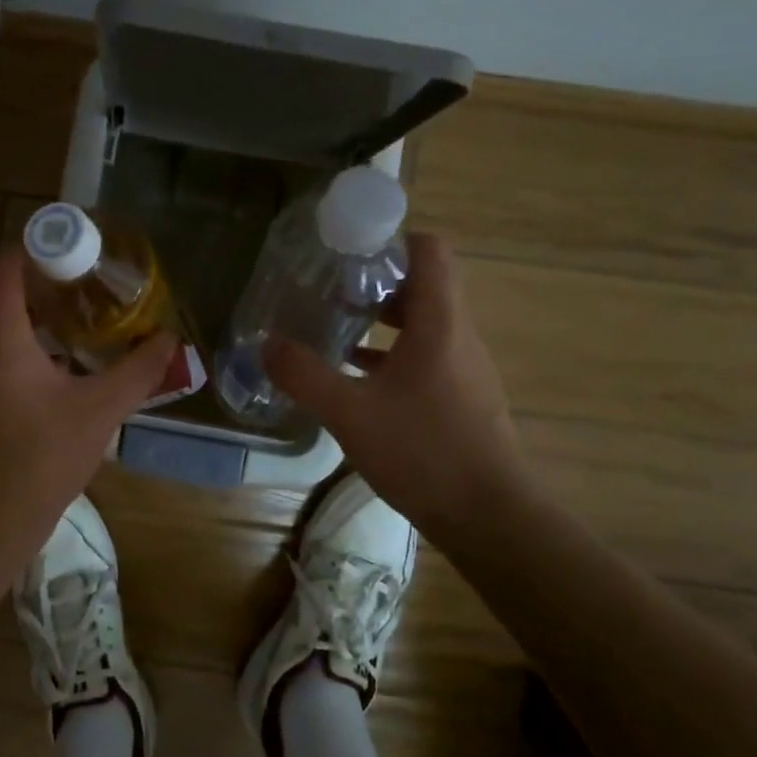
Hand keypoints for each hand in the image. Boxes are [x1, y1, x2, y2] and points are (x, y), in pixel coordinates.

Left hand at [0, 249, 177, 552]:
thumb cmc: (41, 458)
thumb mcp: (100, 410)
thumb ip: (138, 370)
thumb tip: (169, 340)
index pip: (7, 267)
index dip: (41, 250)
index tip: (80, 255)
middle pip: (2, 293)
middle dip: (44, 284)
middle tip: (90, 289)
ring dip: (33, 317)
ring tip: (79, 324)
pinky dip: (20, 346)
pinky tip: (57, 369)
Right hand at [264, 231, 532, 538]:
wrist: (490, 518)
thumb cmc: (424, 451)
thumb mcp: (350, 413)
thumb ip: (304, 375)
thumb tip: (266, 344)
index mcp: (440, 323)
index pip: (430, 250)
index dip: (391, 239)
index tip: (347, 248)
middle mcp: (458, 335)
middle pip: (423, 284)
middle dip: (375, 279)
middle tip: (329, 285)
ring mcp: (463, 367)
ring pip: (422, 322)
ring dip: (381, 318)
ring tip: (334, 323)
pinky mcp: (461, 396)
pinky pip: (424, 355)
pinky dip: (390, 353)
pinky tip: (354, 374)